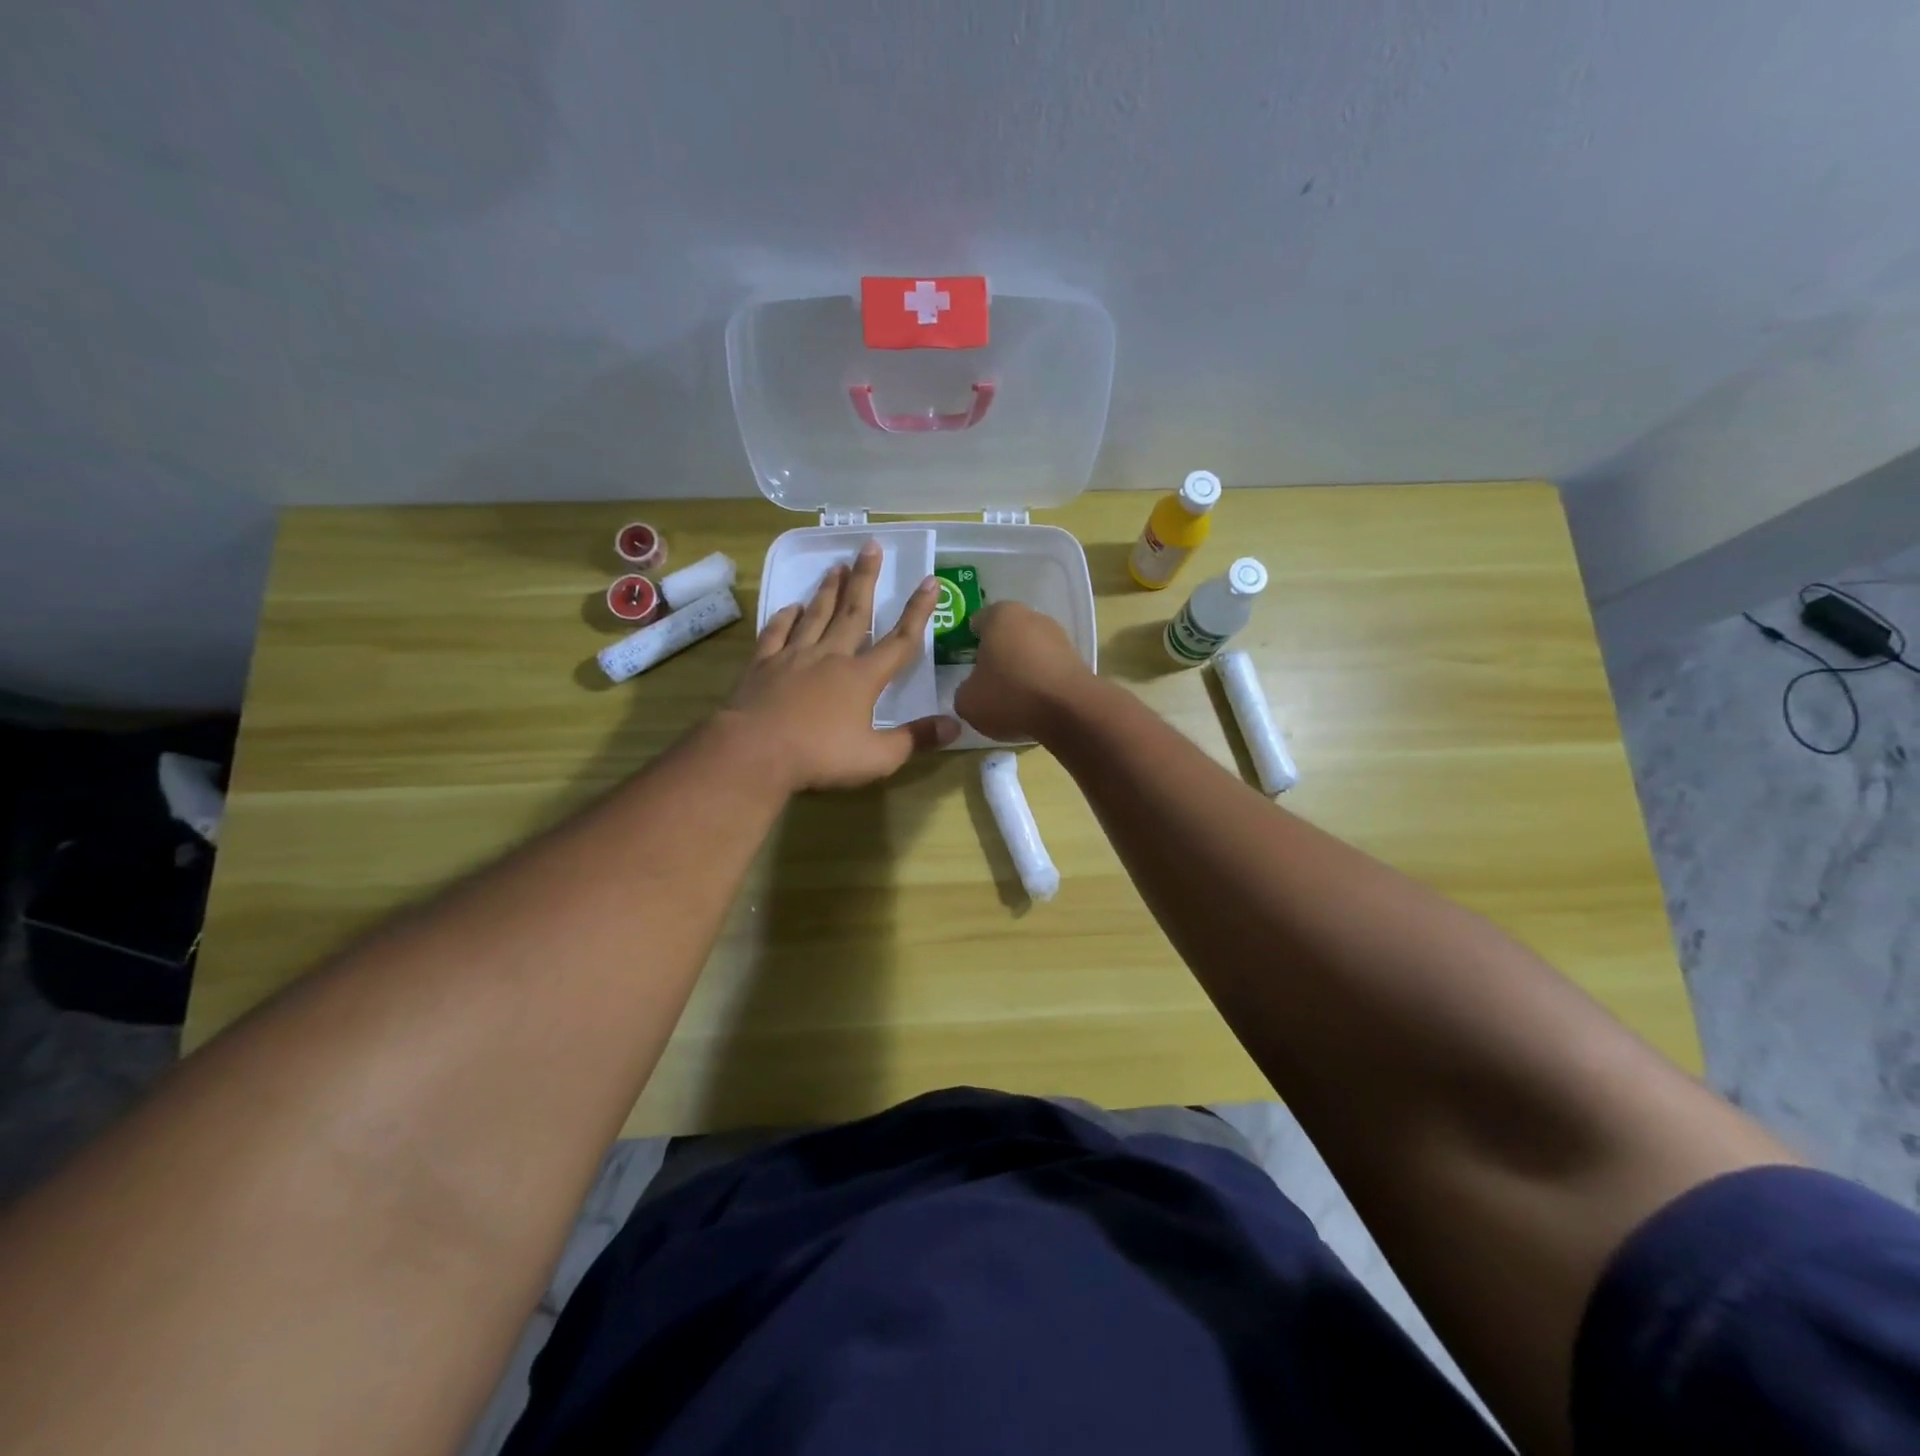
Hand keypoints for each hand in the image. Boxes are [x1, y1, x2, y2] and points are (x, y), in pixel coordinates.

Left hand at [724, 540, 958, 790]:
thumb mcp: (878, 757)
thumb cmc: (820, 756)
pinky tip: (792, 606)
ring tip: (837, 566)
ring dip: (829, 590)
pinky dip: (785, 617)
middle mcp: (831, 657)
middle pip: (854, 613)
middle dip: (866, 579)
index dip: (918, 612)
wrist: (755, 752)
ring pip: (816, 615)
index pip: (899, 641)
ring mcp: (794, 657)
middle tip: (871, 547)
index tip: (929, 581)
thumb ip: (915, 739)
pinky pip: (777, 633)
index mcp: (862, 678)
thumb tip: (955, 725)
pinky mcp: (763, 665)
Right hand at [953, 601, 1095, 741]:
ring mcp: (1058, 636)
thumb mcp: (967, 701)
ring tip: (1012, 699)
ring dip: (1021, 669)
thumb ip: (964, 690)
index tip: (965, 665)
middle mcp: (1031, 616)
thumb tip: (973, 689)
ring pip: (1030, 651)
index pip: (977, 621)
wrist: (1071, 711)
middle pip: (1006, 635)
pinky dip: (1041, 682)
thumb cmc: (1010, 696)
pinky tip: (1035, 704)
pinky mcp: (1077, 659)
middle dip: (997, 654)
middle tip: (987, 682)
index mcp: (1000, 615)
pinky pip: (1049, 669)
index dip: (969, 642)